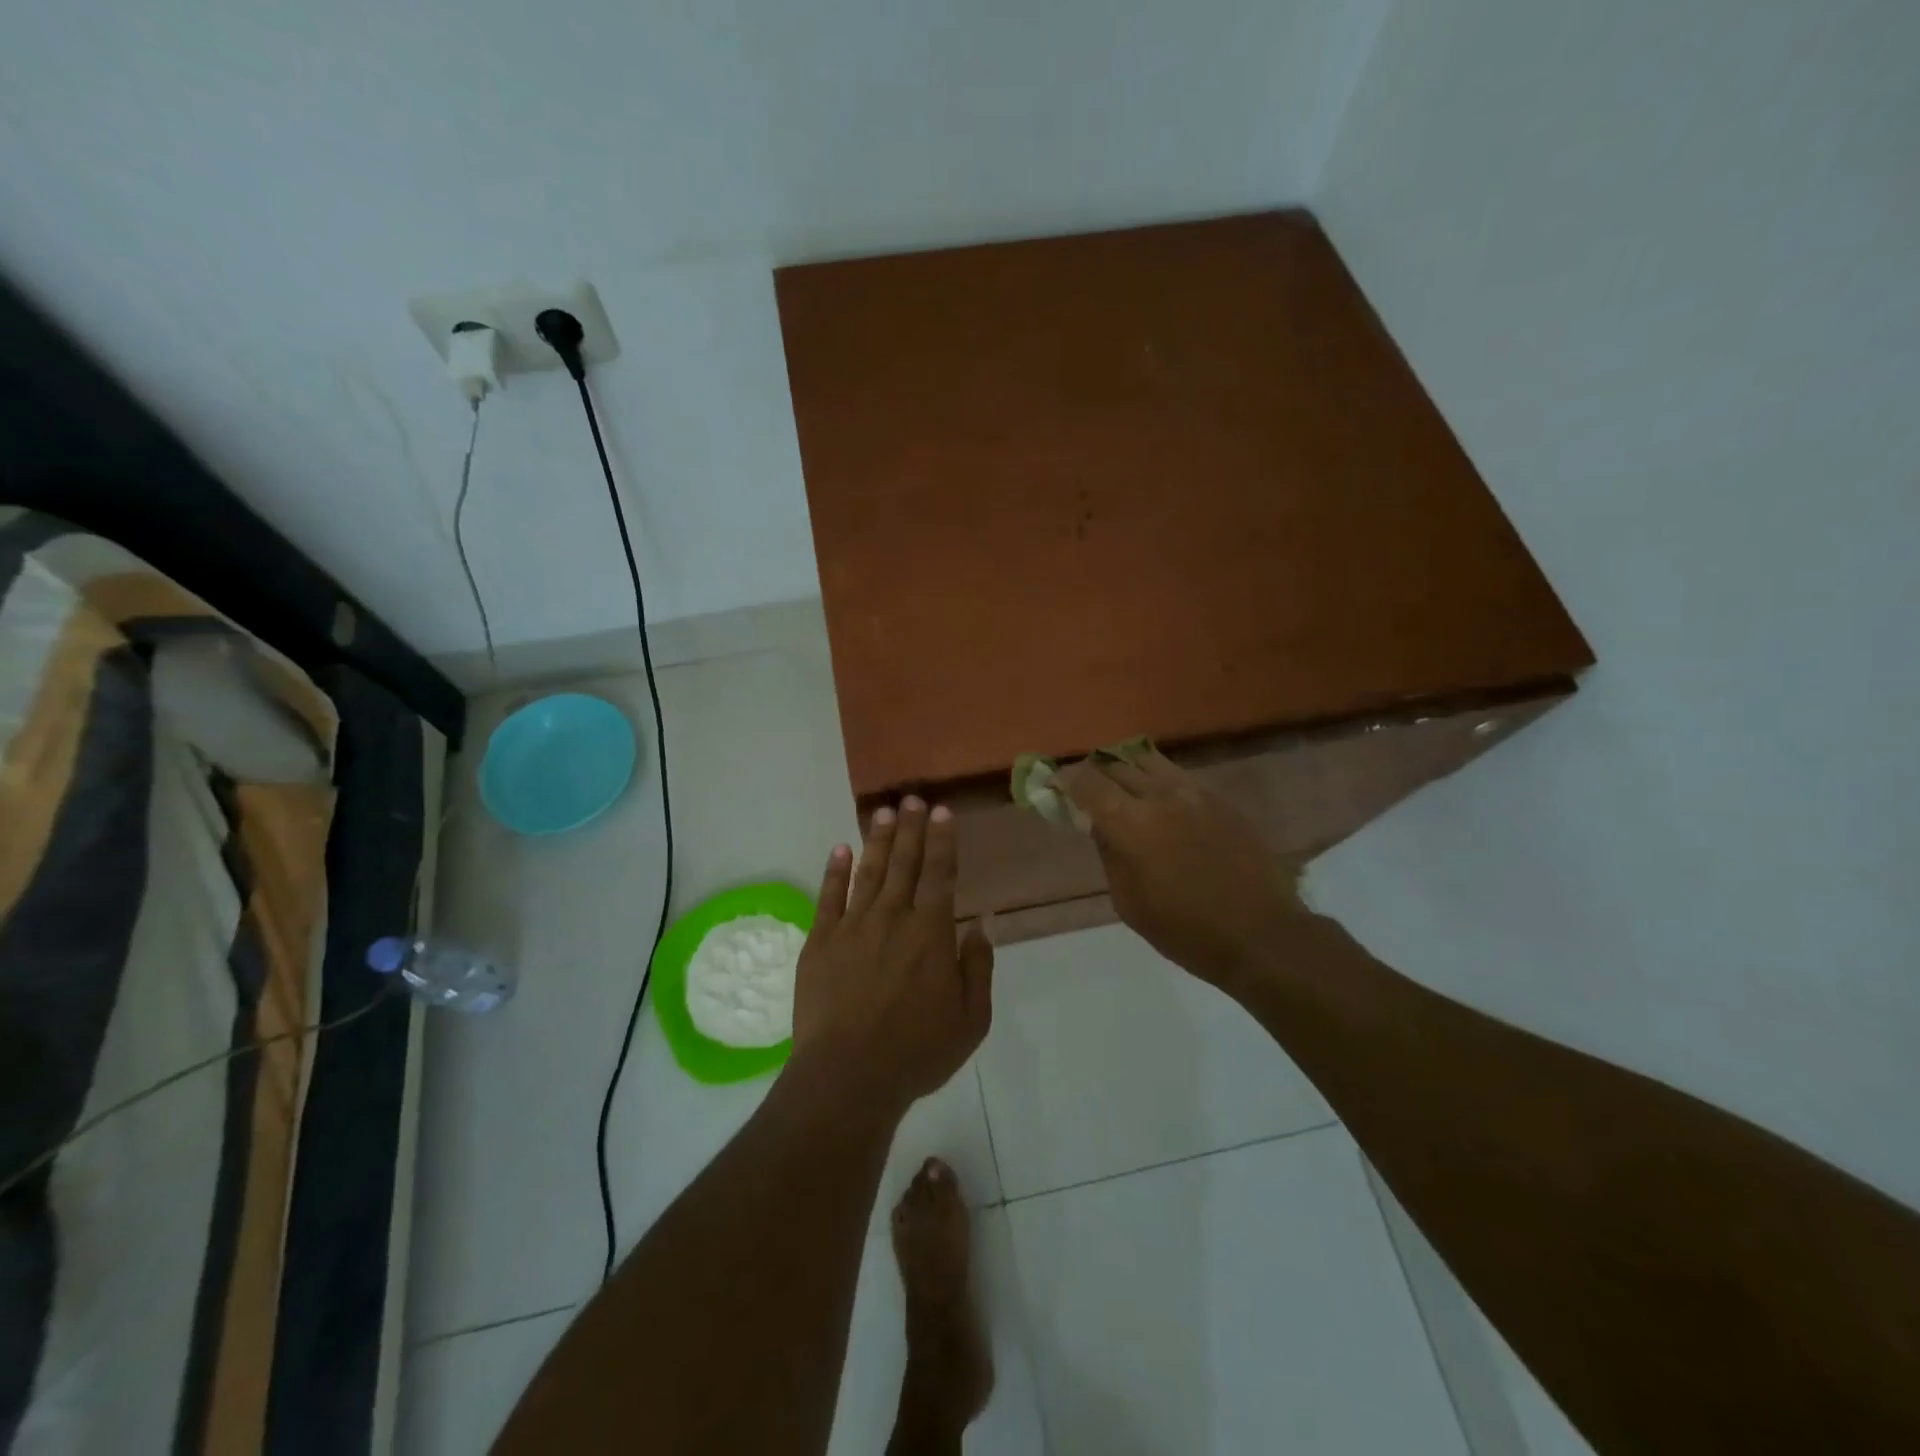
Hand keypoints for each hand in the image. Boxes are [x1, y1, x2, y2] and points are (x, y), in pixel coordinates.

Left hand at [789, 798, 993, 1111]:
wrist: (848, 1075)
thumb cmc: (917, 1051)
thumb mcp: (970, 1020)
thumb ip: (978, 967)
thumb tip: (982, 924)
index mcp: (932, 932)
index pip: (941, 873)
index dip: (942, 840)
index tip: (941, 812)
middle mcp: (893, 917)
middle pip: (904, 862)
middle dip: (910, 828)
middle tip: (911, 798)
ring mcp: (853, 926)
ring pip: (868, 871)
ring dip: (877, 839)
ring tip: (882, 812)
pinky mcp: (820, 941)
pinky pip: (829, 897)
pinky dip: (834, 871)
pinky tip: (840, 849)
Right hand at [1057, 749, 1307, 990]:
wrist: (1261, 935)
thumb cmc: (1185, 931)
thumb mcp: (1129, 902)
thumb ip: (1108, 853)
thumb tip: (1097, 823)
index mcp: (1132, 824)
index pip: (1087, 781)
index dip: (1065, 779)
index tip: (1055, 785)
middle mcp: (1161, 795)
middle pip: (1116, 763)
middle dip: (1093, 771)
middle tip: (1085, 787)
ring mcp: (1195, 792)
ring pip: (1148, 760)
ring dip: (1126, 768)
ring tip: (1120, 786)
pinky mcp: (1221, 799)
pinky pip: (1178, 775)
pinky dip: (1157, 779)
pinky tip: (1159, 801)